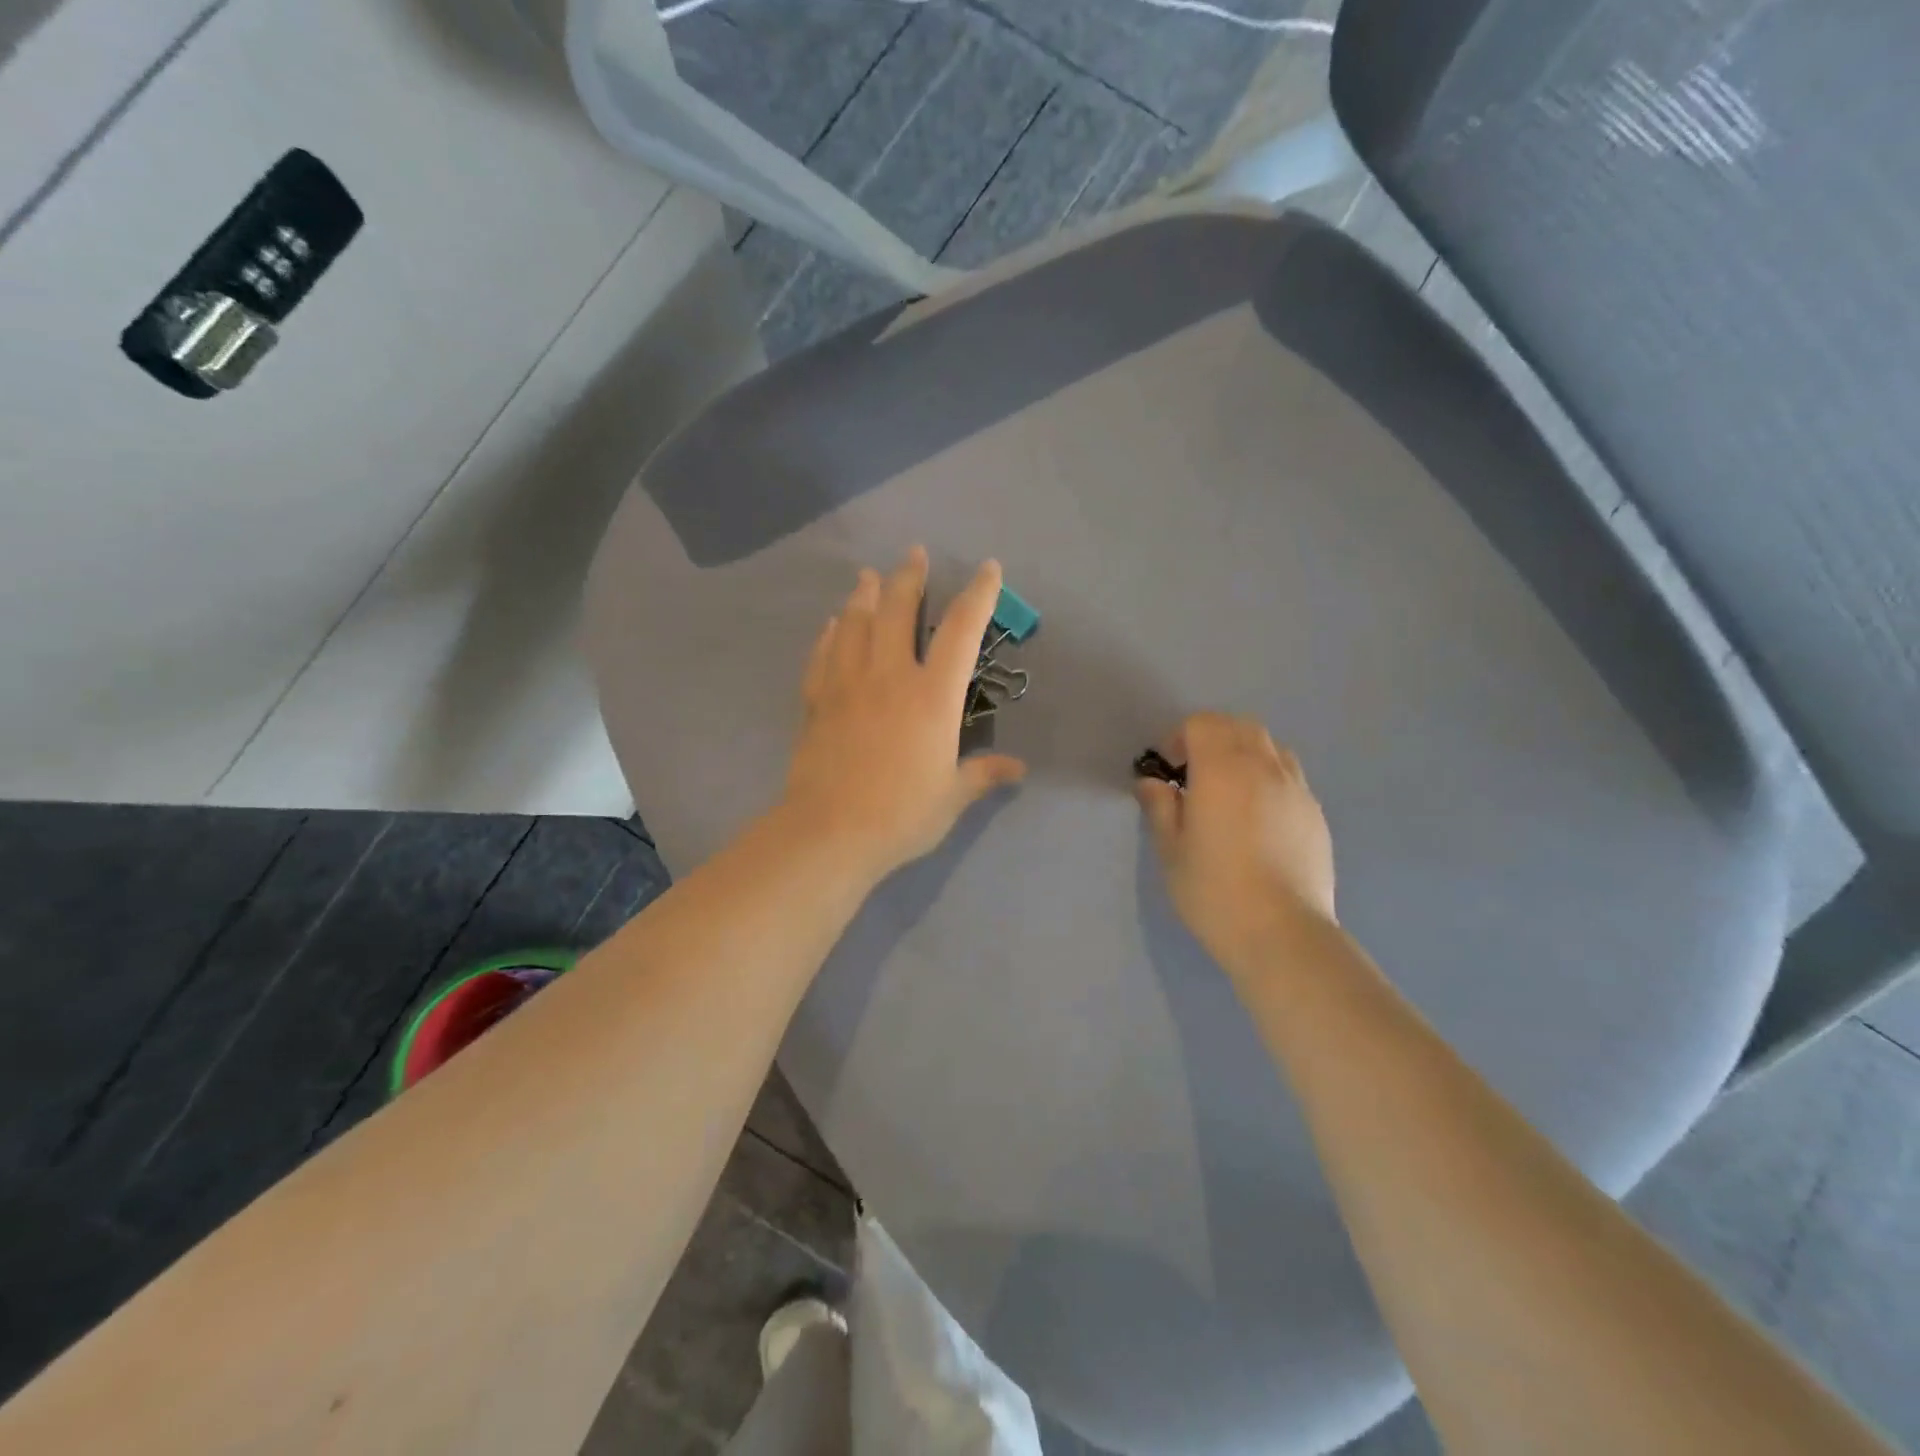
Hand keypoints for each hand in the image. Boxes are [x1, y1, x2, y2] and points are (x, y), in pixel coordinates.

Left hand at [782, 548, 1026, 882]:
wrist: (830, 832)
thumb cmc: (901, 815)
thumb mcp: (951, 797)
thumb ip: (983, 774)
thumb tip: (1018, 769)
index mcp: (932, 696)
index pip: (961, 631)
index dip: (978, 595)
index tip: (987, 569)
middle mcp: (890, 676)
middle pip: (899, 610)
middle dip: (909, 577)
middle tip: (914, 554)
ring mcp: (848, 684)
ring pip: (855, 623)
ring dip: (864, 595)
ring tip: (869, 577)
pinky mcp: (817, 700)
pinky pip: (823, 654)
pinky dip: (829, 634)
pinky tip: (831, 624)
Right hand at [1135, 713, 1335, 970]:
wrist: (1281, 932)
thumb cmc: (1214, 890)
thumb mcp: (1171, 850)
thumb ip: (1160, 806)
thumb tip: (1152, 783)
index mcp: (1222, 769)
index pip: (1202, 724)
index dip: (1179, 737)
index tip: (1168, 770)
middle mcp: (1263, 767)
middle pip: (1239, 726)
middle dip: (1213, 738)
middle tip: (1195, 774)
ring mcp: (1296, 788)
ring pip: (1270, 747)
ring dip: (1244, 754)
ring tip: (1229, 791)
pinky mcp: (1315, 813)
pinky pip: (1290, 776)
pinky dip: (1269, 778)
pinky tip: (1258, 818)